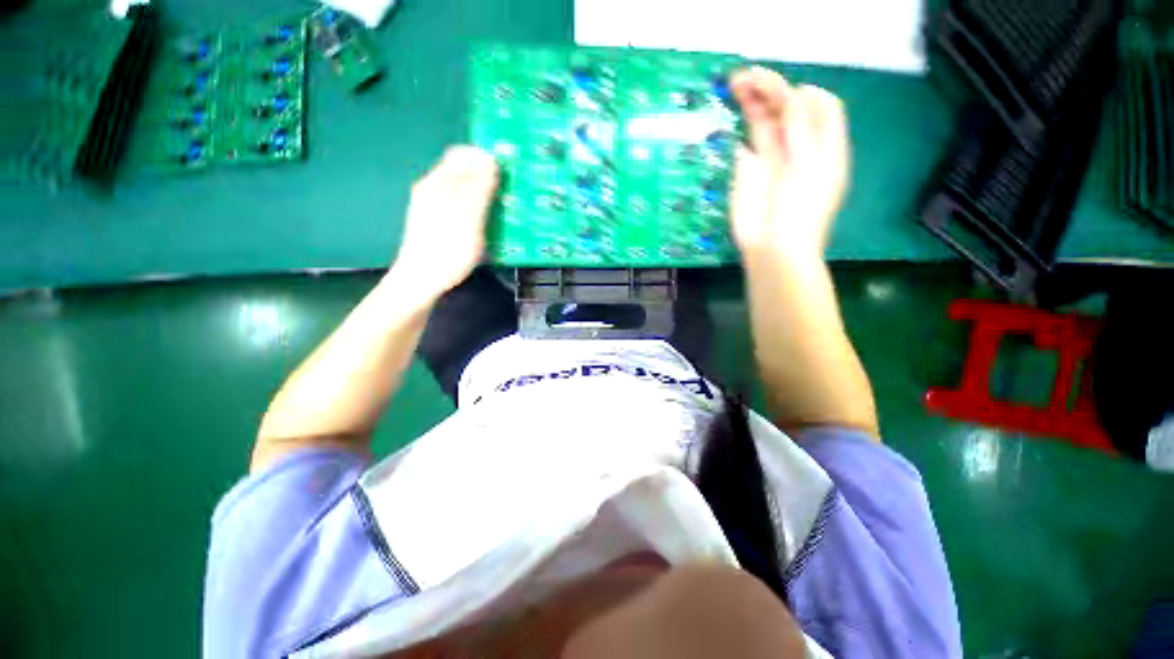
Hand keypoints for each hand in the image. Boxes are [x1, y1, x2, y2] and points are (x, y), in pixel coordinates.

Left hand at [391, 146, 499, 300]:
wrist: (421, 280)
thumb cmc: (447, 250)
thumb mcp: (468, 217)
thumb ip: (478, 187)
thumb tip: (489, 158)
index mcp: (438, 182)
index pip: (464, 154)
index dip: (486, 158)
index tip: (507, 171)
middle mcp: (433, 188)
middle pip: (462, 171)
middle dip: (486, 176)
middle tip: (508, 191)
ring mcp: (432, 205)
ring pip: (461, 189)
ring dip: (483, 193)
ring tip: (502, 206)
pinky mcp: (436, 221)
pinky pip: (459, 204)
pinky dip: (475, 207)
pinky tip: (485, 221)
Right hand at [728, 67, 848, 260]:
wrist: (773, 248)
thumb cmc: (800, 212)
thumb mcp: (811, 168)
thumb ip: (803, 130)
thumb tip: (792, 97)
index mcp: (824, 145)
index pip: (820, 105)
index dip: (803, 93)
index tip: (784, 99)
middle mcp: (800, 145)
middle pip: (789, 107)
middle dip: (772, 87)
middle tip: (746, 78)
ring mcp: (773, 156)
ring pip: (766, 119)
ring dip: (754, 98)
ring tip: (735, 82)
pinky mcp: (750, 169)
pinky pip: (749, 138)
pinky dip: (745, 121)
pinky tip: (736, 108)